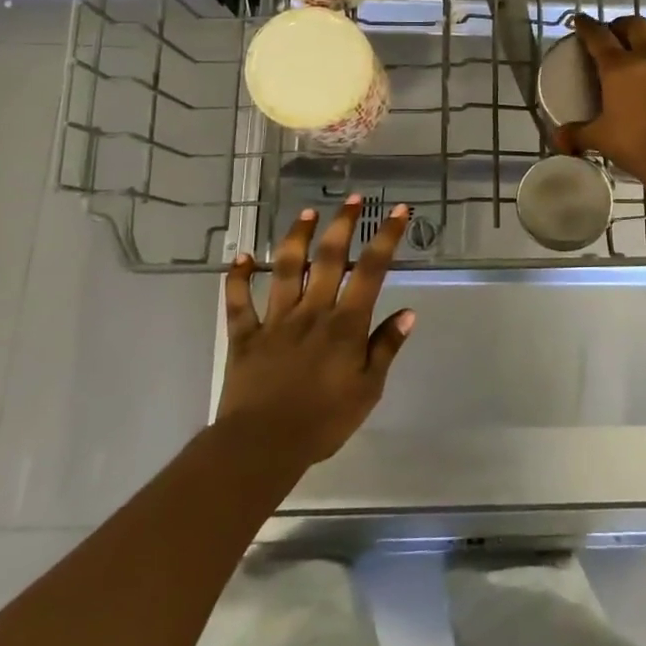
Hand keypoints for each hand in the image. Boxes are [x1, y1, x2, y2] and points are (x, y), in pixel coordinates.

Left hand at [218, 196, 413, 467]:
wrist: (262, 446)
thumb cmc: (323, 420)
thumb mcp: (368, 389)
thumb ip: (385, 347)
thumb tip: (408, 313)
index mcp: (345, 324)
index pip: (372, 271)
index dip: (386, 237)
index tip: (397, 211)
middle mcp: (312, 312)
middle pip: (329, 258)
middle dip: (342, 224)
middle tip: (352, 198)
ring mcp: (275, 320)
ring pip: (286, 268)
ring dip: (296, 237)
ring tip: (306, 213)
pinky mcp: (244, 336)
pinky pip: (238, 301)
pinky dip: (237, 278)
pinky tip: (240, 258)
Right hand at [557, 13, 645, 180]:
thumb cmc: (636, 143)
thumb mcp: (600, 139)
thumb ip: (577, 135)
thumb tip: (558, 139)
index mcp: (618, 67)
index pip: (598, 36)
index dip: (586, 26)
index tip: (579, 20)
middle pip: (634, 25)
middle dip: (620, 25)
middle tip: (611, 35)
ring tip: (640, 48)